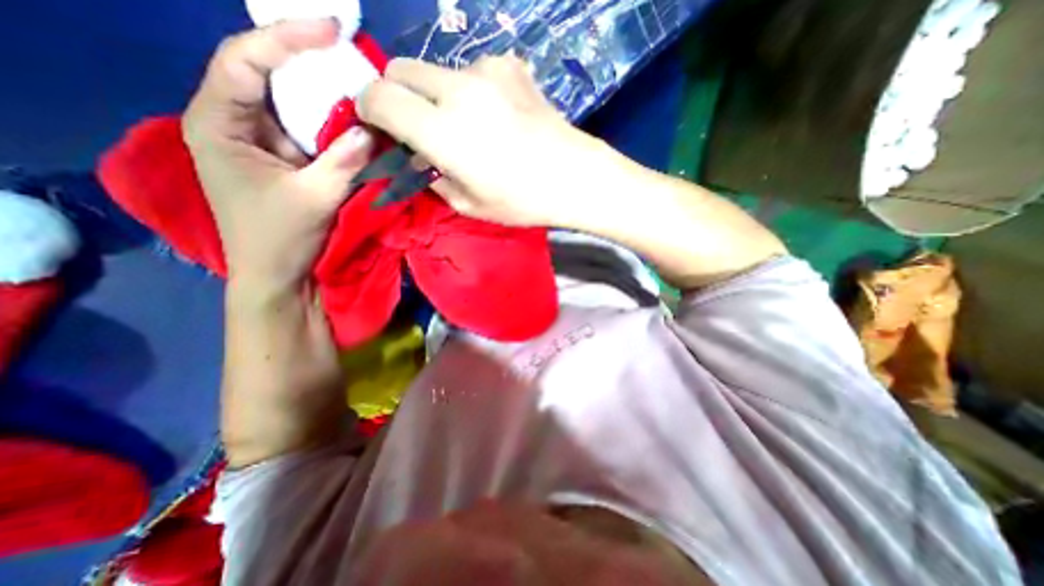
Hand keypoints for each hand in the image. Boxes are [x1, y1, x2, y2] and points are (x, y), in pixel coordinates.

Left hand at [182, 19, 376, 294]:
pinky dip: (336, 129)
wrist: (280, 276)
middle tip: (354, 59)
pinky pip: (312, 134)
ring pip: (295, 107)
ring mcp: (264, 143)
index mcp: (218, 123)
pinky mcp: (288, 161)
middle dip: (312, 67)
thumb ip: (346, 161)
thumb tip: (374, 130)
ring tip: (362, 90)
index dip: (286, 40)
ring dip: (329, 101)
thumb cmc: (281, 238)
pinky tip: (358, 126)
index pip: (244, 61)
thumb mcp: (314, 197)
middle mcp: (236, 124)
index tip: (331, 31)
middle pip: (271, 78)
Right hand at [361, 54, 617, 225]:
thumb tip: (419, 159)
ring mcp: (487, 70)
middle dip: (398, 96)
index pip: (378, 97)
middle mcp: (457, 89)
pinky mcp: (511, 65)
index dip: (368, 108)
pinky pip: (474, 70)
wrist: (575, 177)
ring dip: (438, 94)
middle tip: (420, 127)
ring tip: (469, 126)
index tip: (378, 125)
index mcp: (441, 130)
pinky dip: (472, 90)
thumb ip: (433, 178)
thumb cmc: (522, 201)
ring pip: (438, 70)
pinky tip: (496, 113)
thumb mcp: (468, 205)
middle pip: (400, 69)